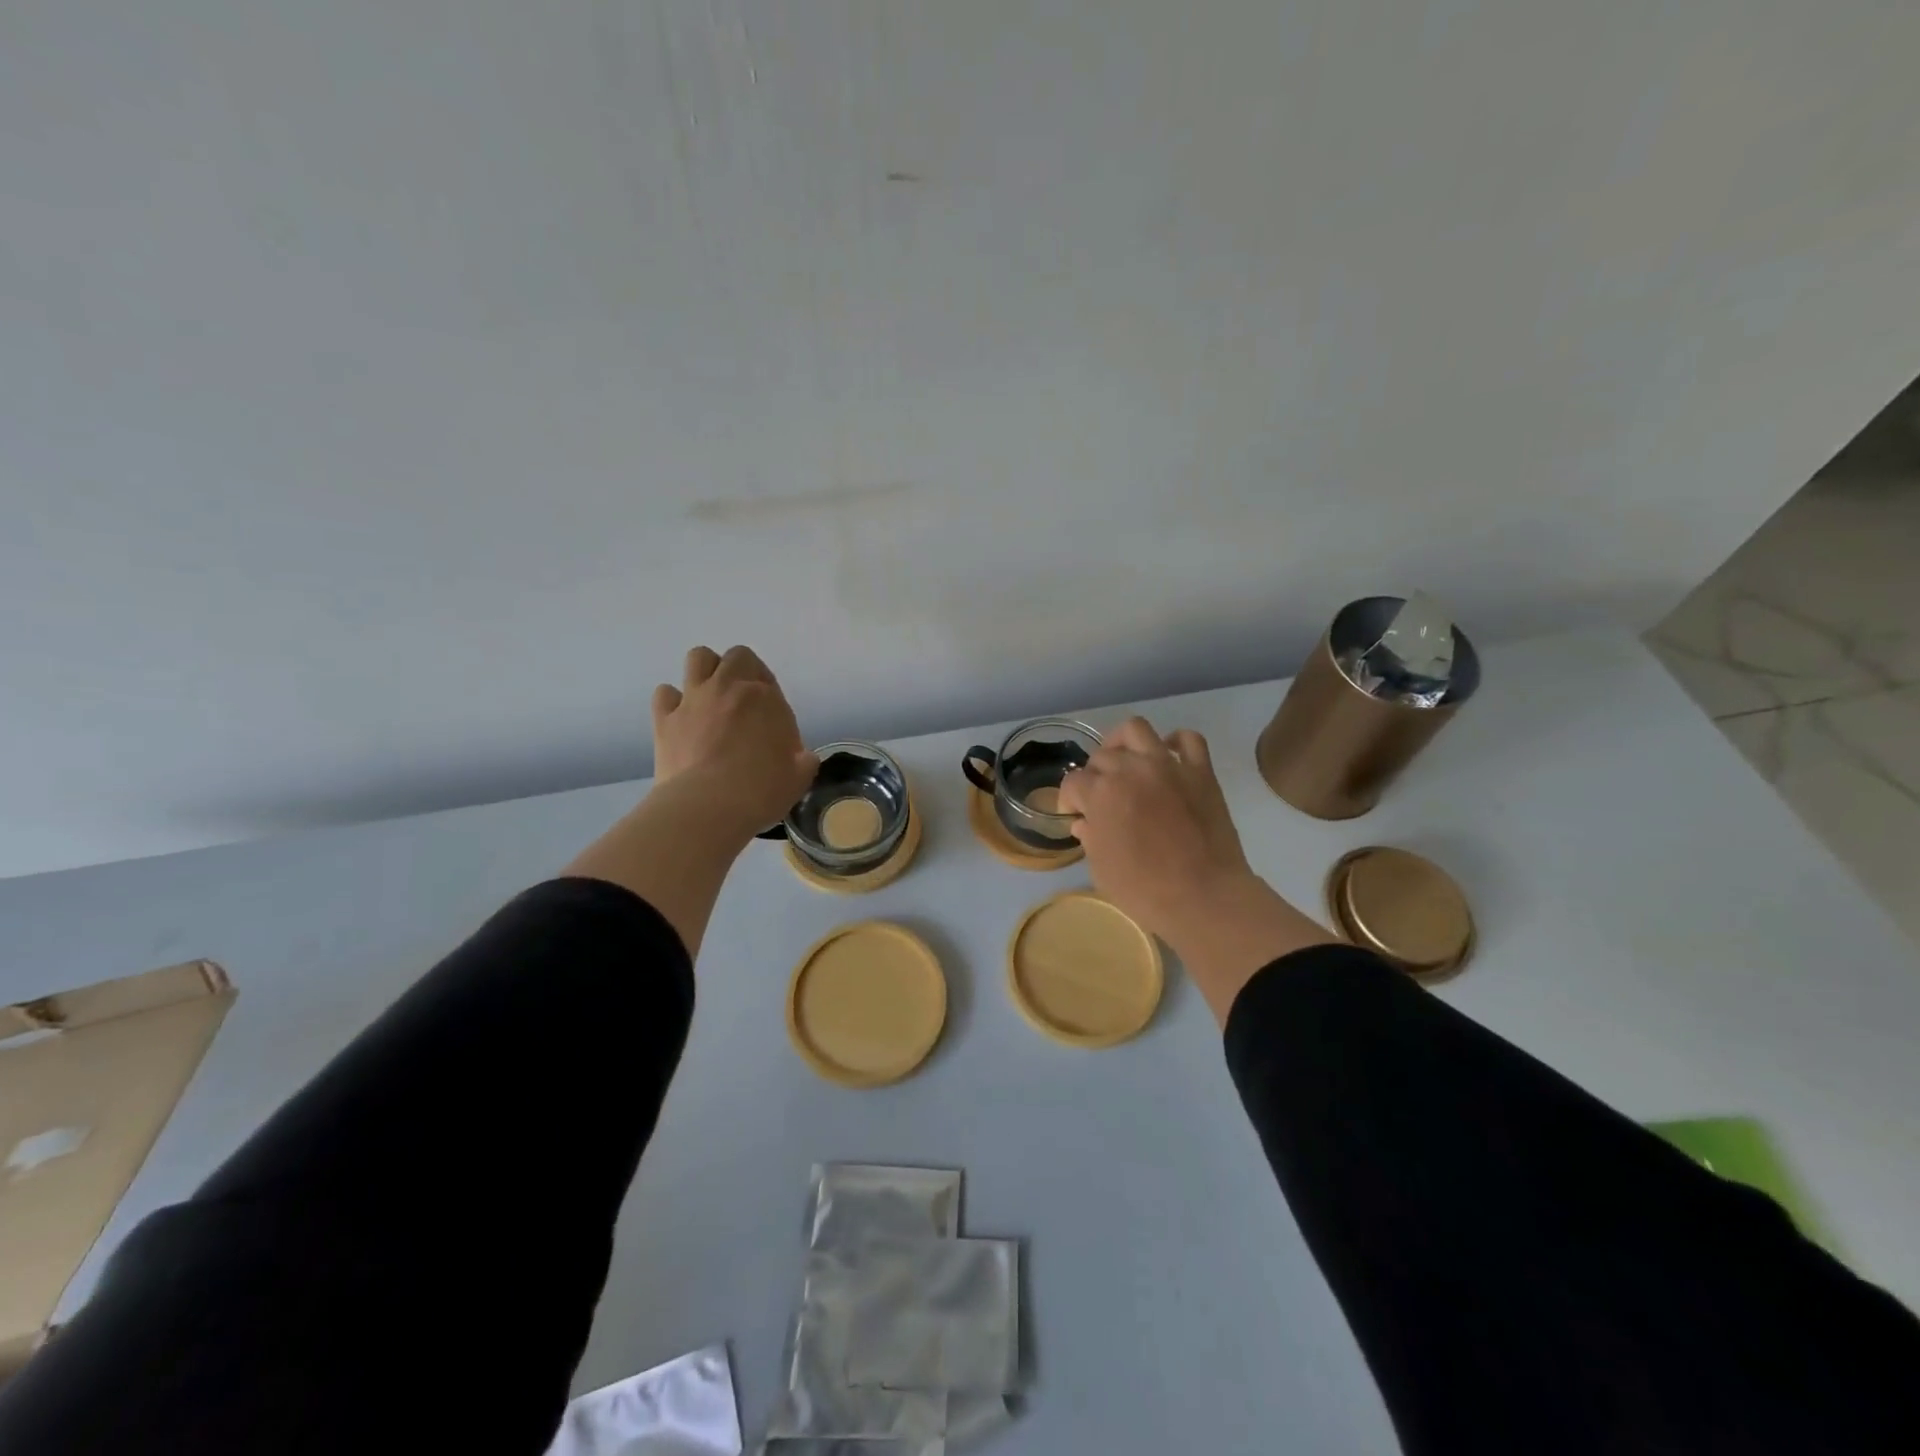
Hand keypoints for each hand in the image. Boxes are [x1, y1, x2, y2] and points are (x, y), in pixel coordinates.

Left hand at [651, 646, 816, 835]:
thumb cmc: (761, 791)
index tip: (771, 720)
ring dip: (707, 671)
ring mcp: (694, 699)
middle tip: (744, 701)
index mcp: (765, 698)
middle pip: (738, 656)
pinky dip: (673, 700)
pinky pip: (665, 693)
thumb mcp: (799, 777)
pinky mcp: (665, 718)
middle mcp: (729, 687)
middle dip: (743, 671)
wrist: (708, 807)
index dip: (770, 697)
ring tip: (711, 698)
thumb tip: (803, 758)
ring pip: (699, 657)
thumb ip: (803, 760)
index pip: (769, 681)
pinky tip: (681, 719)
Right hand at [1056, 718, 1262, 944]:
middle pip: (1101, 756)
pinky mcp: (1200, 771)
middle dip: (1094, 775)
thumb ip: (1090, 838)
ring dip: (1123, 743)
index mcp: (1100, 793)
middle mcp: (1130, 769)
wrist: (1204, 897)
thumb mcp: (1102, 870)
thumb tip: (1084, 823)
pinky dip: (1175, 742)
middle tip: (1102, 797)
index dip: (1069, 800)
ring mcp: (1168, 765)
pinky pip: (1188, 739)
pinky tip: (1167, 758)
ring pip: (1136, 730)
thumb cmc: (1145, 890)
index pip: (1072, 783)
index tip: (1075, 815)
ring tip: (1125, 762)